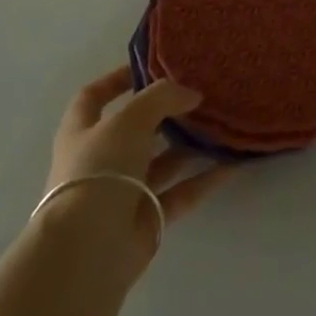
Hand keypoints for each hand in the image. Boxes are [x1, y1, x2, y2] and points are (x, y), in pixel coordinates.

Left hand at [42, 67, 233, 270]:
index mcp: (83, 132)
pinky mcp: (148, 217)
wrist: (89, 248)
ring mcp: (124, 191)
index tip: (150, 66)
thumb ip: (162, 97)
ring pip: (163, 161)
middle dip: (167, 113)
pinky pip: (181, 191)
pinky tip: (232, 163)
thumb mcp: (130, 119)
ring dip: (190, 145)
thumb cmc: (100, 170)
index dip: (117, 79)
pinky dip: (204, 178)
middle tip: (201, 95)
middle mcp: (101, 160)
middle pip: (136, 129)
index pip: (94, 97)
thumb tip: (191, 94)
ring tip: (223, 124)